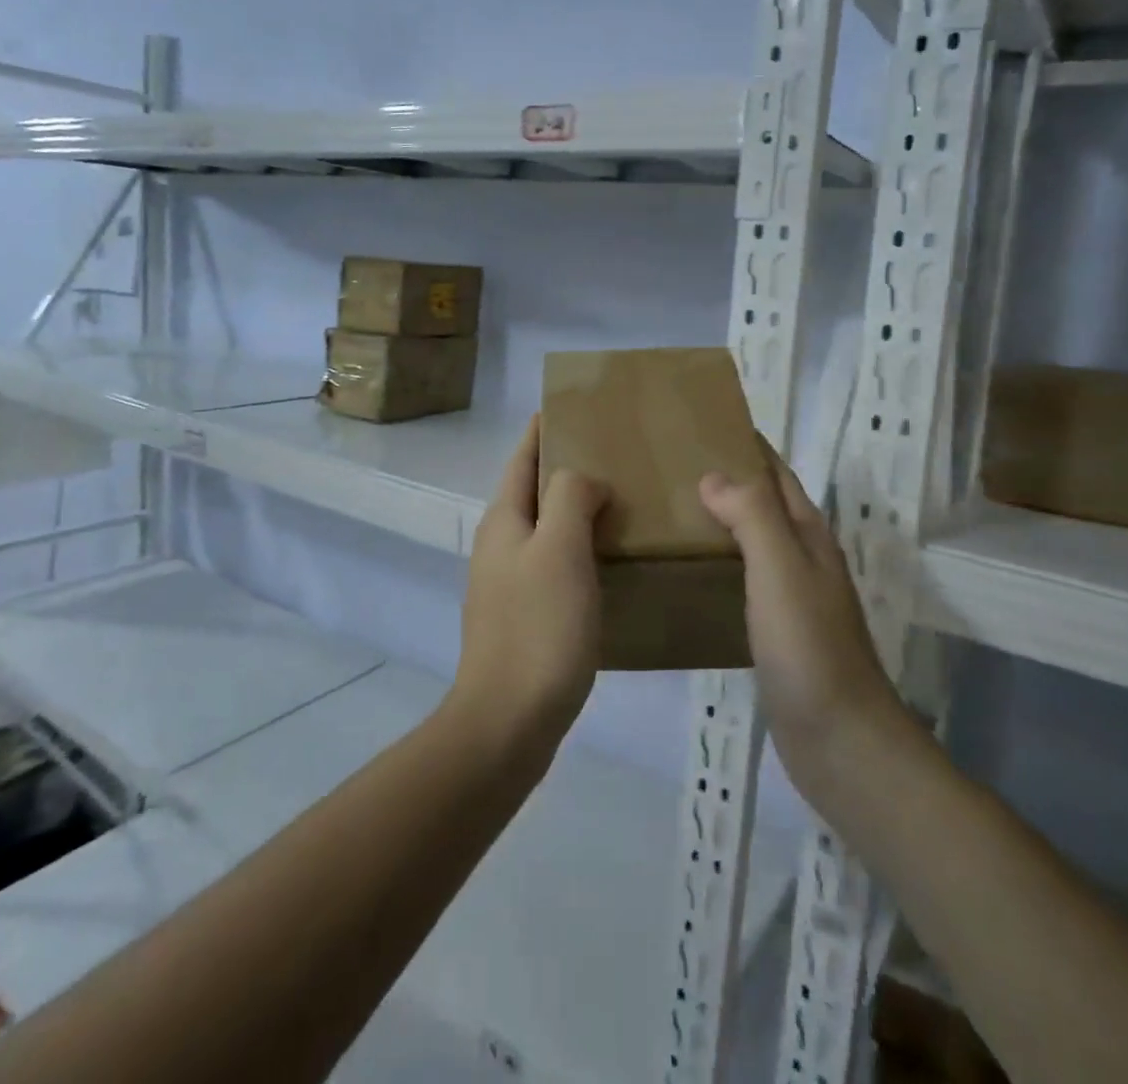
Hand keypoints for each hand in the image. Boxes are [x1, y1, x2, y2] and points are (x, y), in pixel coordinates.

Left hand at [450, 416, 608, 756]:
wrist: (508, 721)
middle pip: (535, 491)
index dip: (543, 430)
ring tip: (626, 501)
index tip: (575, 407)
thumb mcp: (559, 549)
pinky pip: (557, 565)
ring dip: (579, 510)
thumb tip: (584, 479)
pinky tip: (613, 559)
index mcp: (504, 521)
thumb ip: (570, 498)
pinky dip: (582, 549)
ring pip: (548, 529)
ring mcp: (510, 583)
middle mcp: (502, 545)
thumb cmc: (538, 628)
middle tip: (618, 454)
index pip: (523, 458)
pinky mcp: (526, 616)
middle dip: (568, 468)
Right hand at [698, 445, 906, 782]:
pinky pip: (742, 579)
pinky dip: (717, 562)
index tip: (703, 422)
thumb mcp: (781, 570)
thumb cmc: (809, 647)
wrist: (840, 740)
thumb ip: (753, 516)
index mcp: (807, 535)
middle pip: (764, 503)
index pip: (776, 473)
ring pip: (752, 541)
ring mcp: (791, 597)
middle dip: (727, 477)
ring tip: (668, 510)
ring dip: (719, 519)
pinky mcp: (776, 631)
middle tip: (670, 465)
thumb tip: (714, 474)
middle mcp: (803, 558)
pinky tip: (687, 571)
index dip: (748, 445)